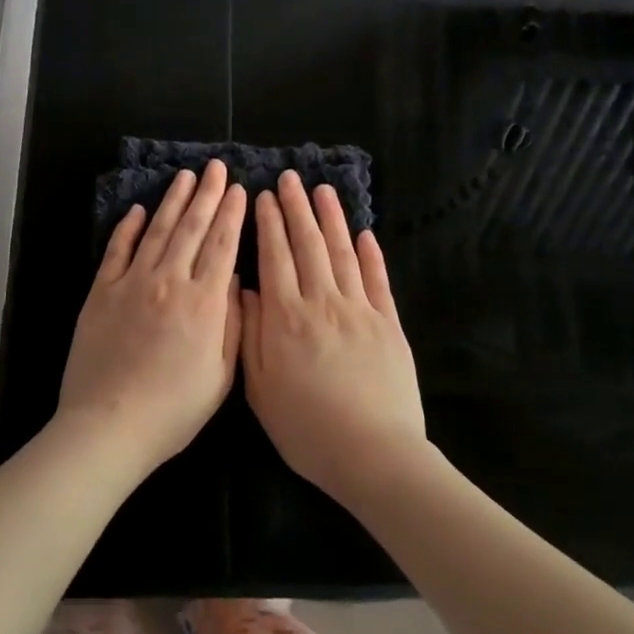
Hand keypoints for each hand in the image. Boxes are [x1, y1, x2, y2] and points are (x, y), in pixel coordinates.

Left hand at [56, 159, 246, 473]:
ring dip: (172, 201)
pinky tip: (138, 210)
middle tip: (215, 167)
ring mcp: (131, 284)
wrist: (109, 425)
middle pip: (191, 229)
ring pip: (157, 231)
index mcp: (203, 303)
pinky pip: (117, 251)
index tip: (239, 190)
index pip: (222, 246)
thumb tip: (233, 281)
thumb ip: (231, 324)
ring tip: (184, 177)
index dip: (232, 215)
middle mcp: (169, 282)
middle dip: (207, 195)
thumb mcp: (220, 375)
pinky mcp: (101, 293)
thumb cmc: (173, 410)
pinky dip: (128, 228)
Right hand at [241, 172, 431, 509]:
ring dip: (331, 219)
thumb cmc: (306, 428)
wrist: (373, 454)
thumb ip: (250, 334)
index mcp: (286, 318)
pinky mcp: (389, 324)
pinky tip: (364, 233)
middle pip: (308, 245)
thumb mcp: (259, 388)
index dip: (268, 224)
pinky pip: (378, 280)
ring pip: (342, 253)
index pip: (275, 257)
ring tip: (322, 191)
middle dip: (296, 209)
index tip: (263, 196)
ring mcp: (360, 310)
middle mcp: (323, 302)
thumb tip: (245, 290)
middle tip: (289, 179)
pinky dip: (371, 254)